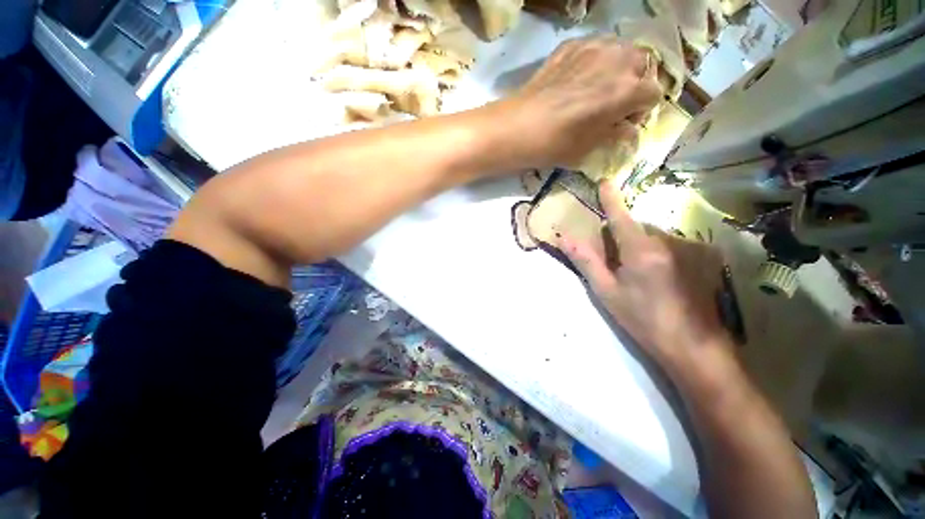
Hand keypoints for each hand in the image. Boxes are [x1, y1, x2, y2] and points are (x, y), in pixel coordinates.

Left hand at [498, 36, 661, 168]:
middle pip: (643, 64)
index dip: (642, 110)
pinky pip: (595, 46)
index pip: (654, 94)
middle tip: (615, 102)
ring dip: (618, 67)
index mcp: (628, 91)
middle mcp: (617, 61)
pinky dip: (595, 60)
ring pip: (621, 49)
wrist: (519, 127)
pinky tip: (579, 77)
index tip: (625, 122)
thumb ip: (615, 134)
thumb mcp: (590, 147)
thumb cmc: (556, 144)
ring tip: (599, 86)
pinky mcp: (571, 45)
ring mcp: (593, 48)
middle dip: (635, 83)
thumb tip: (628, 130)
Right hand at [558, 180, 732, 365]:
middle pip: (637, 229)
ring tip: (643, 277)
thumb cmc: (643, 319)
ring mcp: (690, 248)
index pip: (621, 217)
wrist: (694, 346)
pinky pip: (672, 246)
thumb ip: (587, 261)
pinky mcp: (705, 257)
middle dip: (623, 239)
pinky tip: (664, 279)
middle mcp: (668, 241)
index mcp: (641, 250)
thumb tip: (566, 239)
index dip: (611, 199)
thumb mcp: (607, 292)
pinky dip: (661, 254)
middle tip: (618, 266)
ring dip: (643, 248)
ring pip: (655, 238)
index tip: (605, 182)